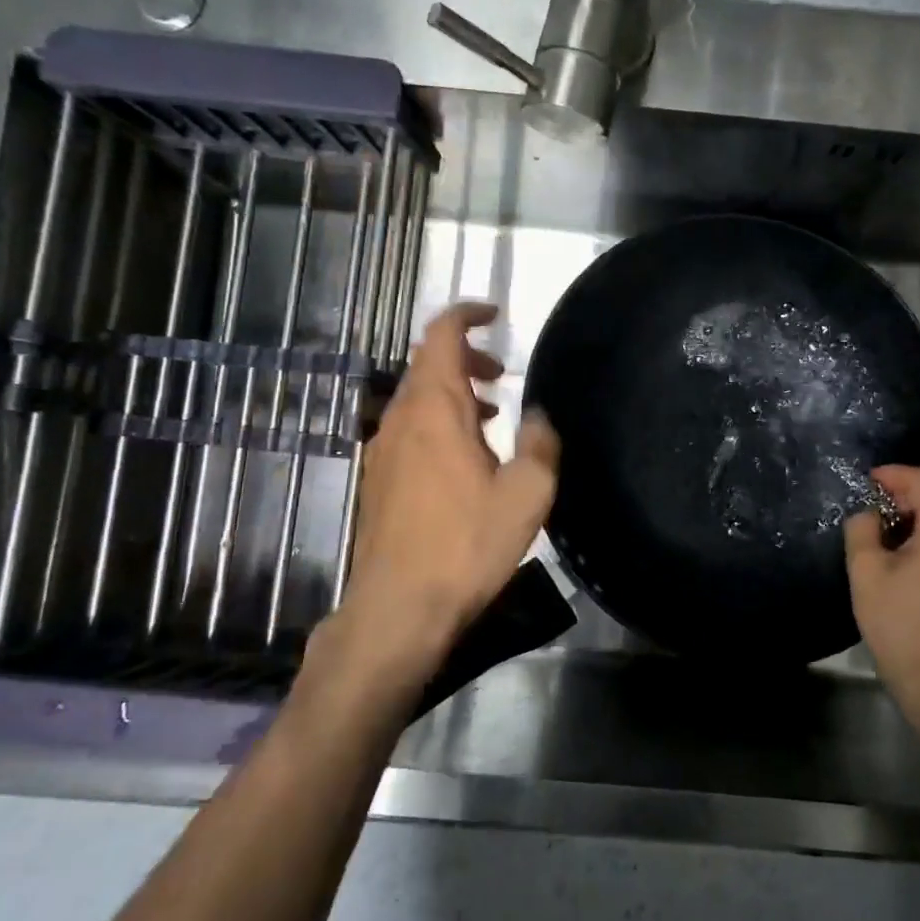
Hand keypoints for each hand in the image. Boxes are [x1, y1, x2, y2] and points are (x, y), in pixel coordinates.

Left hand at [307, 303, 559, 699]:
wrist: (398, 606)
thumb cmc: (466, 544)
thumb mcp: (526, 494)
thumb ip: (540, 443)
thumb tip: (539, 415)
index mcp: (435, 409)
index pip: (441, 336)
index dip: (466, 314)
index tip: (495, 314)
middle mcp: (401, 419)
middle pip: (428, 364)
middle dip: (467, 357)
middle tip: (504, 374)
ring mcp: (384, 450)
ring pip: (418, 398)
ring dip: (455, 392)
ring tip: (493, 416)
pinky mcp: (379, 479)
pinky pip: (410, 428)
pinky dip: (439, 422)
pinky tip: (466, 459)